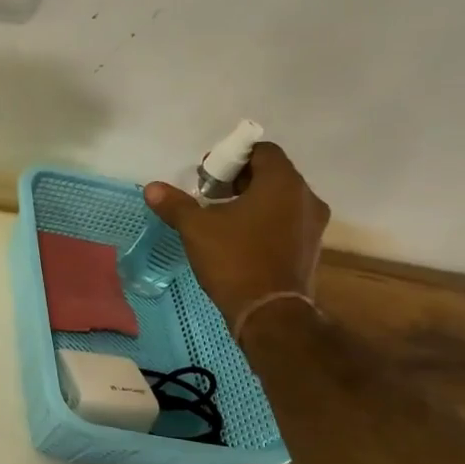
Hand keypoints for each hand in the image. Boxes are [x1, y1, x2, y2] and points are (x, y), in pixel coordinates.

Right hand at [145, 142, 329, 334]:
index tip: (208, 174)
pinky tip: (240, 240)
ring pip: (280, 199)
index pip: (262, 151)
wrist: (270, 312)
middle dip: (239, 179)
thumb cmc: (235, 260)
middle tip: (210, 195)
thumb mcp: (197, 229)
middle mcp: (305, 197)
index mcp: (282, 183)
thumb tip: (152, 188)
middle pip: (272, 174)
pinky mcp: (310, 248)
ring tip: (222, 218)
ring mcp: (313, 224)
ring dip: (252, 201)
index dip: (233, 157)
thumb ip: (175, 204)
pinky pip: (286, 221)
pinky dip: (265, 221)